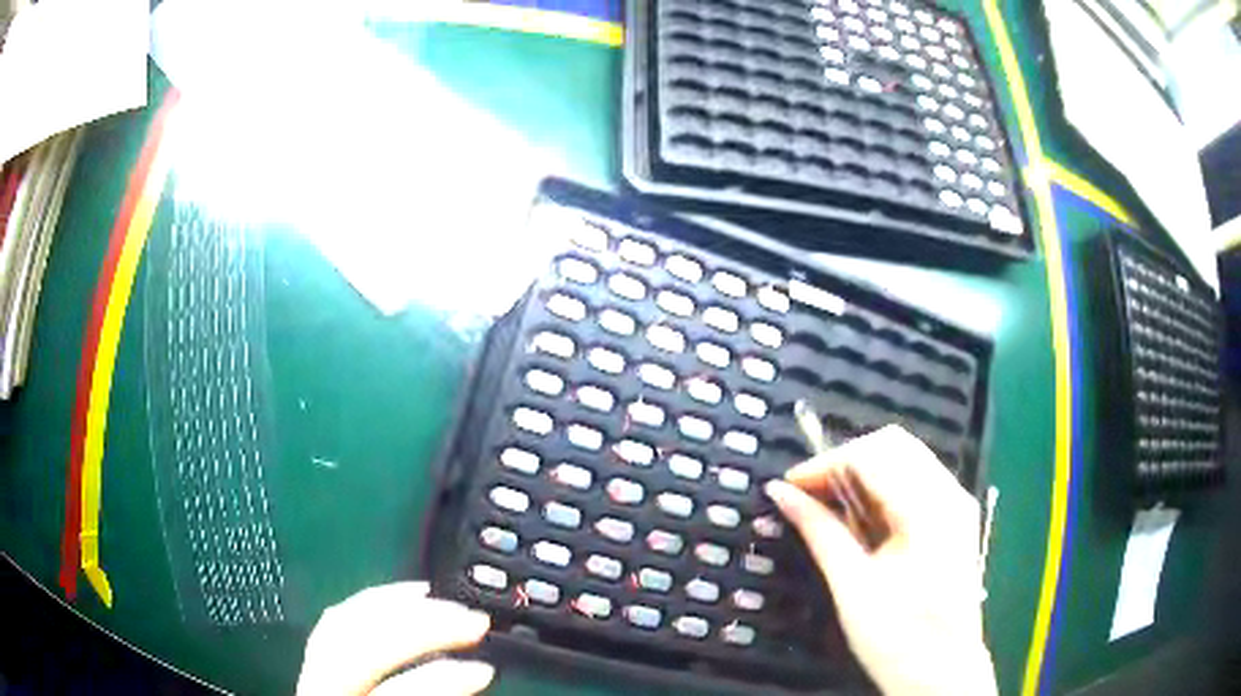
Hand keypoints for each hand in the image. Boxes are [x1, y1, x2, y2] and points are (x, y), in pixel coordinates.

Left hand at [297, 581, 494, 695]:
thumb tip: (474, 682)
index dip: (439, 680)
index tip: (484, 670)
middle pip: (357, 648)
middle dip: (418, 627)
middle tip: (473, 621)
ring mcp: (308, 680)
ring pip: (339, 625)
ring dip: (395, 605)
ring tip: (442, 600)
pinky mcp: (312, 669)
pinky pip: (334, 625)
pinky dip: (370, 606)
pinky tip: (400, 601)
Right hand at [764, 425, 995, 695]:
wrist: (942, 674)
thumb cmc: (898, 638)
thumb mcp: (852, 587)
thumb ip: (819, 531)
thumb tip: (781, 494)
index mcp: (929, 509)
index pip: (872, 454)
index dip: (825, 464)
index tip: (789, 488)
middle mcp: (950, 494)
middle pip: (893, 445)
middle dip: (845, 462)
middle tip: (808, 496)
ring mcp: (957, 505)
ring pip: (905, 458)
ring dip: (863, 474)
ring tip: (829, 509)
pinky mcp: (955, 519)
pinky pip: (916, 481)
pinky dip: (883, 489)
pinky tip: (862, 520)